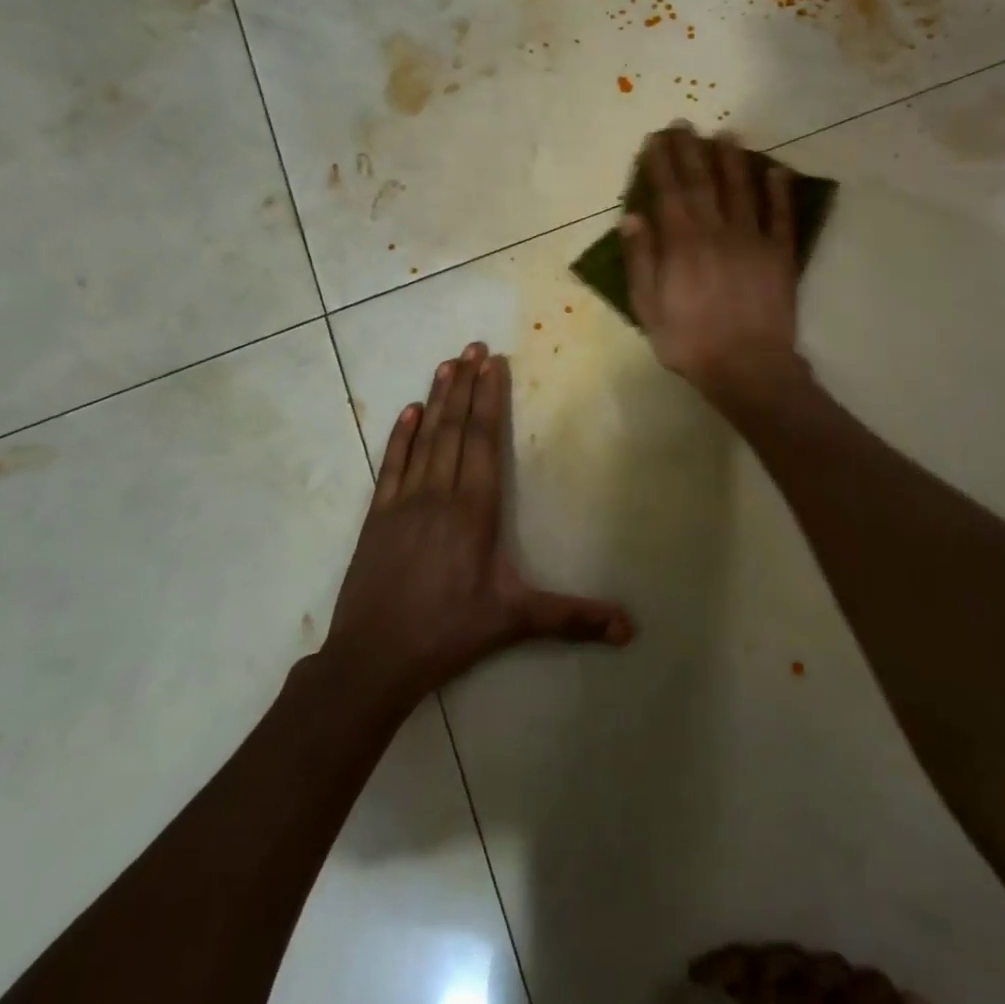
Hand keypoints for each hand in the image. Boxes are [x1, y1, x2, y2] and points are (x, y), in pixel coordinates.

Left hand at [322, 342, 631, 710]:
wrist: (374, 657)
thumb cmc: (449, 632)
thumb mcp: (515, 620)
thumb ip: (572, 617)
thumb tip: (630, 629)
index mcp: (474, 509)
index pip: (484, 440)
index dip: (489, 399)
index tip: (493, 363)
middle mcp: (440, 493)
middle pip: (455, 428)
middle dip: (465, 385)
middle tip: (472, 346)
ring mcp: (404, 501)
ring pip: (424, 438)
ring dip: (436, 399)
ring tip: (446, 364)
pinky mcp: (378, 516)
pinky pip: (392, 464)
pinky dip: (401, 435)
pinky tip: (407, 412)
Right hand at [620, 124, 807, 410]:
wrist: (747, 367)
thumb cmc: (690, 342)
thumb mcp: (649, 308)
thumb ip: (641, 260)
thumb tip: (631, 217)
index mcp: (682, 243)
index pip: (669, 192)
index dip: (661, 163)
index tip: (655, 139)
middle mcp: (717, 231)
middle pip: (702, 182)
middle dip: (690, 150)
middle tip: (684, 124)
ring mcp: (753, 240)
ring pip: (741, 189)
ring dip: (732, 160)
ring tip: (725, 135)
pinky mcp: (781, 254)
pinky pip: (781, 216)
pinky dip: (779, 192)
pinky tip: (775, 171)